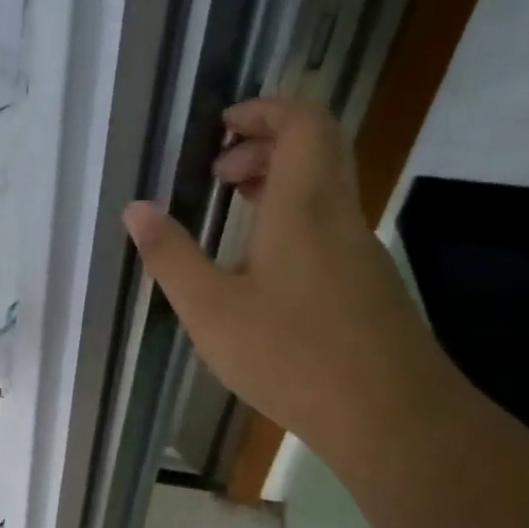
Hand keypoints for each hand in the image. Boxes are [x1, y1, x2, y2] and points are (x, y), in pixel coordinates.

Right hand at [122, 98, 454, 457]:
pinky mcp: (370, 284)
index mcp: (304, 208)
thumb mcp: (210, 309)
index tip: (223, 126)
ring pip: (327, 188)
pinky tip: (263, 265)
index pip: (303, 123)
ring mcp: (362, 251)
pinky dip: (295, 217)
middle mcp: (340, 216)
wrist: (392, 417)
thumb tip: (136, 209)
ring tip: (234, 208)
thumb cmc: (292, 355)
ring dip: (281, 182)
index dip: (265, 109)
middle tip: (220, 172)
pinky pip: (331, 225)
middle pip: (319, 147)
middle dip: (267, 142)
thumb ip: (171, 256)